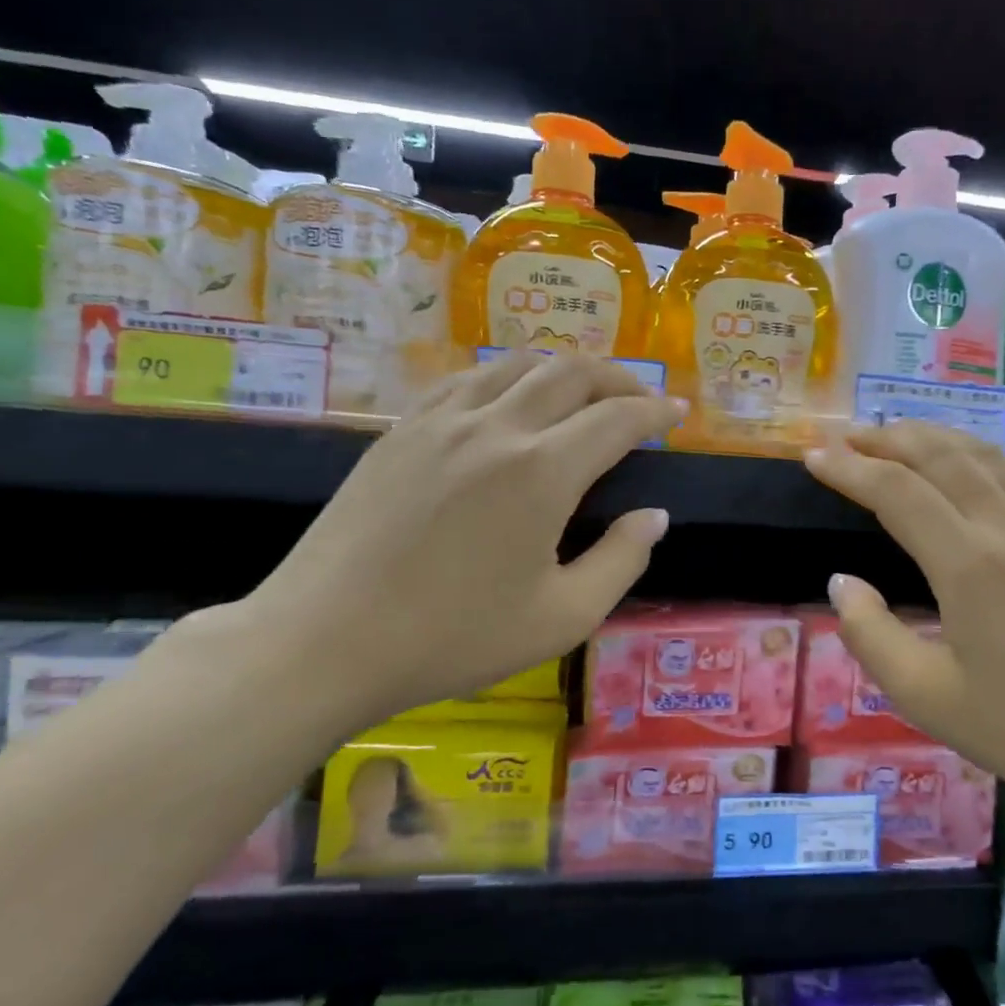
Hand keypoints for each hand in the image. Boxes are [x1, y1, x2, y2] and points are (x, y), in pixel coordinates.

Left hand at [232, 352, 681, 730]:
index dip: (656, 412)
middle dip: (619, 378)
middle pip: (572, 372)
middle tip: (641, 400)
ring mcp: (441, 421)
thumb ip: (621, 560)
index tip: (678, 414)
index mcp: (542, 472)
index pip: (617, 419)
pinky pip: (467, 379)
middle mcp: (497, 427)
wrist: (326, 640)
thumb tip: (654, 516)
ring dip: (565, 369)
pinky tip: (511, 400)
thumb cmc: (454, 638)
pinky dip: (508, 377)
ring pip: (518, 364)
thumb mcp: (562, 617)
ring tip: (585, 393)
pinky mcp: (402, 430)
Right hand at [805, 422, 1004, 823]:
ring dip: (931, 436)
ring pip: (982, 455)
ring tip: (893, 434)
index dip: (848, 469)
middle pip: (940, 456)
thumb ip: (871, 636)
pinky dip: (978, 452)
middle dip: (885, 438)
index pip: (896, 492)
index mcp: (969, 565)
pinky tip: (967, 460)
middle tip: (844, 438)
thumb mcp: (927, 697)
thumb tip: (841, 583)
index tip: (812, 457)